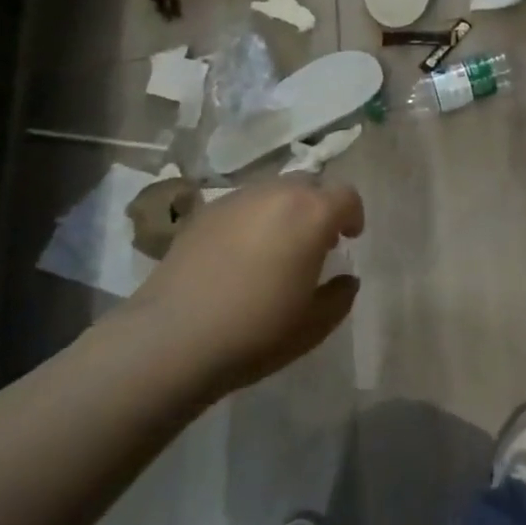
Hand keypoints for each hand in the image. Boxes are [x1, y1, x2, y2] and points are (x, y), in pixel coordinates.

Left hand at [121, 180, 363, 396]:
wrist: (172, 339)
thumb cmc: (256, 331)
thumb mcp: (314, 325)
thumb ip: (340, 296)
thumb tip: (346, 279)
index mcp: (312, 214)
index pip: (346, 196)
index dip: (353, 215)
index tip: (349, 239)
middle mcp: (277, 193)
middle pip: (310, 185)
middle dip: (319, 208)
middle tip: (315, 243)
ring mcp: (237, 199)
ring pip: (274, 192)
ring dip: (284, 212)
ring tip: (275, 249)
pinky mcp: (204, 212)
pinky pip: (242, 206)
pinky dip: (251, 220)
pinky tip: (239, 256)